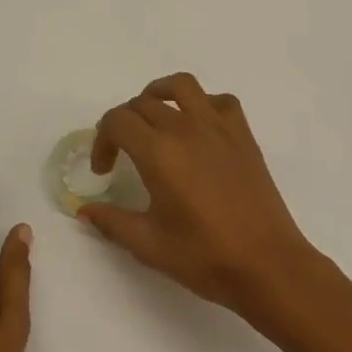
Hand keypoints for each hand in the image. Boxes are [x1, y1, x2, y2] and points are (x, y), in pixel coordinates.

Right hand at [79, 74, 316, 315]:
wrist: (268, 264)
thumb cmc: (205, 257)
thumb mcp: (149, 245)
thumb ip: (112, 222)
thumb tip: (84, 210)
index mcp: (158, 152)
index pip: (117, 121)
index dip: (102, 141)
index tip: (104, 171)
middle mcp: (186, 128)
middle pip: (142, 103)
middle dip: (123, 124)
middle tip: (122, 154)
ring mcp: (218, 127)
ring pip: (181, 86)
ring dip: (159, 95)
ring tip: (153, 120)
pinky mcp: (243, 134)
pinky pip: (219, 100)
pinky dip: (202, 104)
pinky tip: (198, 129)